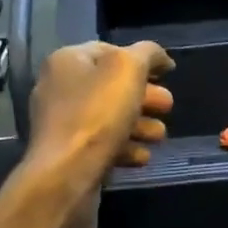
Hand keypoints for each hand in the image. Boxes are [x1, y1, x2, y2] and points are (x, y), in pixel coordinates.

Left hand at [24, 41, 174, 227]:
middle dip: (145, 96)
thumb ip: (147, 53)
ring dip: (139, 125)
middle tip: (168, 106)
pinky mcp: (68, 155)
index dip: (141, 59)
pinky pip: (101, 144)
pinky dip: (124, 148)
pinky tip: (141, 157)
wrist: (65, 176)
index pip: (110, 50)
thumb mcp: (128, 69)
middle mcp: (59, 88)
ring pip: (109, 118)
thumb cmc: (97, 115)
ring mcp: (61, 124)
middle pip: (111, 86)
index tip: (167, 74)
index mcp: (67, 61)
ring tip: (159, 136)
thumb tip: (160, 57)